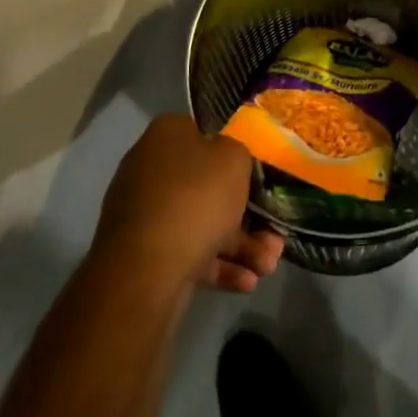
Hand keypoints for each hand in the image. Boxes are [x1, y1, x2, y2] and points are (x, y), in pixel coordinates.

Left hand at [92, 114, 284, 294]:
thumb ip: (238, 153)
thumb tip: (227, 160)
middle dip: (246, 213)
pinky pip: (188, 252)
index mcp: (166, 135)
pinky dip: (217, 265)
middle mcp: (150, 168)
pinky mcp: (143, 255)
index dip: (233, 153)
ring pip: (201, 223)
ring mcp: (144, 213)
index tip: (257, 176)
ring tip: (268, 266)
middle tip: (274, 234)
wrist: (145, 270)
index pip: (204, 134)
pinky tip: (246, 282)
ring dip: (240, 245)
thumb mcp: (234, 159)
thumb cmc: (195, 198)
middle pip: (206, 185)